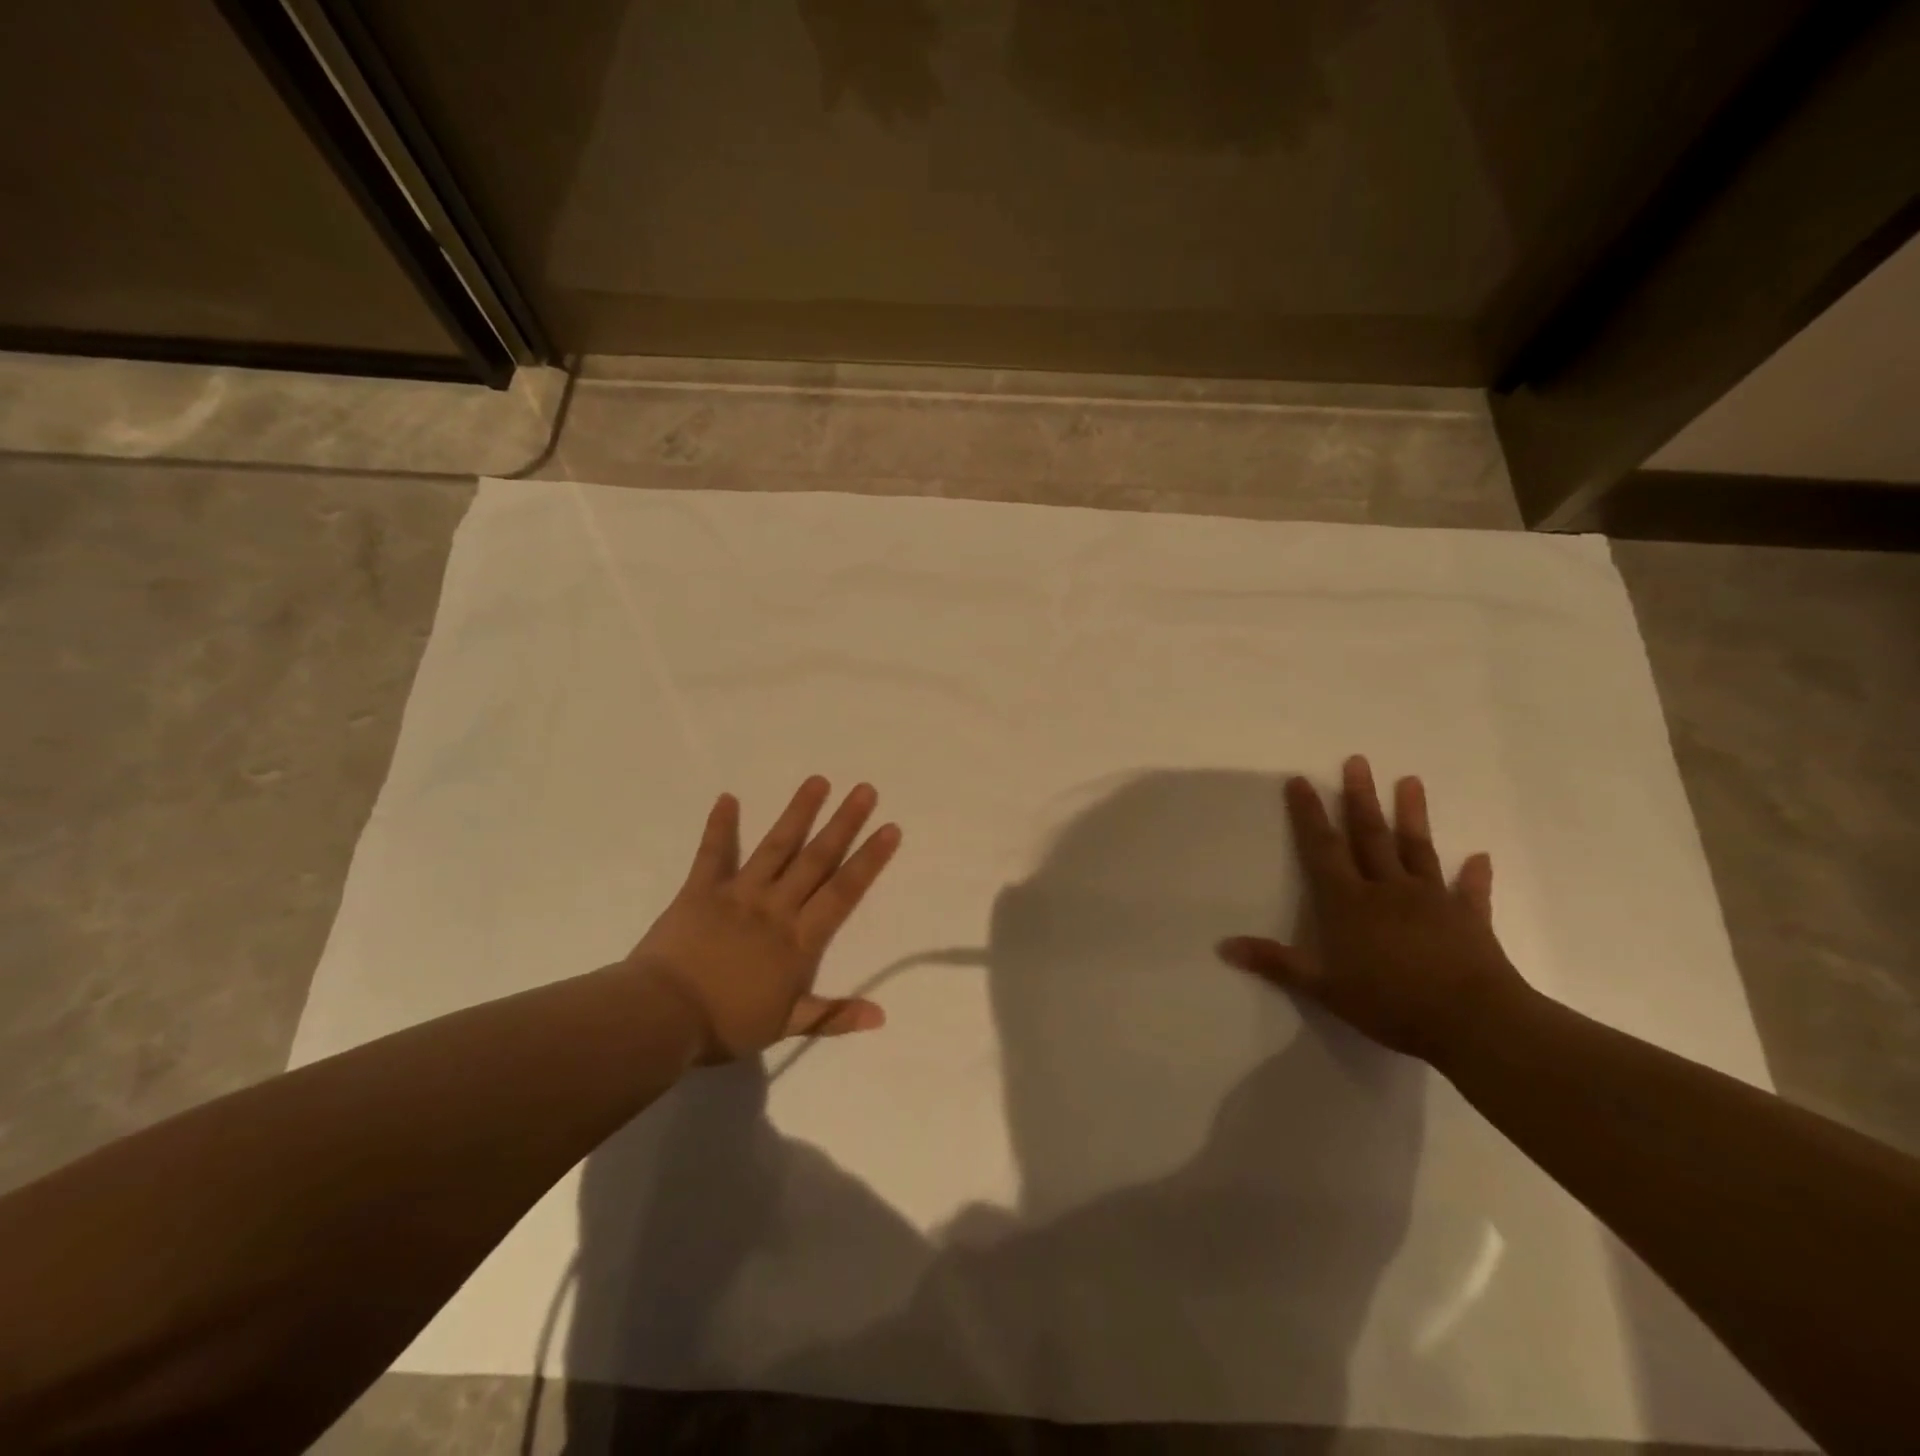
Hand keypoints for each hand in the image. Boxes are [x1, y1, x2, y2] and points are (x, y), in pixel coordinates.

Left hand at [630, 777, 901, 1062]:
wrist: (663, 1017)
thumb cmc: (727, 1024)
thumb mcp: (787, 1026)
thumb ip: (834, 1015)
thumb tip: (882, 1016)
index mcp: (799, 939)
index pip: (842, 892)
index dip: (868, 860)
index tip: (889, 828)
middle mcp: (775, 907)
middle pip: (816, 859)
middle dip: (844, 823)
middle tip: (865, 790)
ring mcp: (738, 894)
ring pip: (776, 847)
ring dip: (798, 813)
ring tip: (818, 781)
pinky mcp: (701, 890)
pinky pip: (713, 853)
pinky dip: (720, 826)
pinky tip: (727, 797)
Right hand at [1218, 756, 1528, 1064]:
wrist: (1472, 1022)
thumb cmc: (1389, 1002)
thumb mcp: (1322, 987)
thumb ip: (1276, 963)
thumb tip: (1223, 946)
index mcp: (1349, 902)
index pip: (1323, 849)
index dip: (1310, 814)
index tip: (1300, 780)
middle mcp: (1388, 890)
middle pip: (1370, 836)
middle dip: (1360, 798)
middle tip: (1357, 761)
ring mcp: (1431, 900)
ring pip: (1417, 850)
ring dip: (1413, 815)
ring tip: (1411, 780)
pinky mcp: (1469, 920)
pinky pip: (1470, 892)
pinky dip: (1474, 875)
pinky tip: (1480, 856)